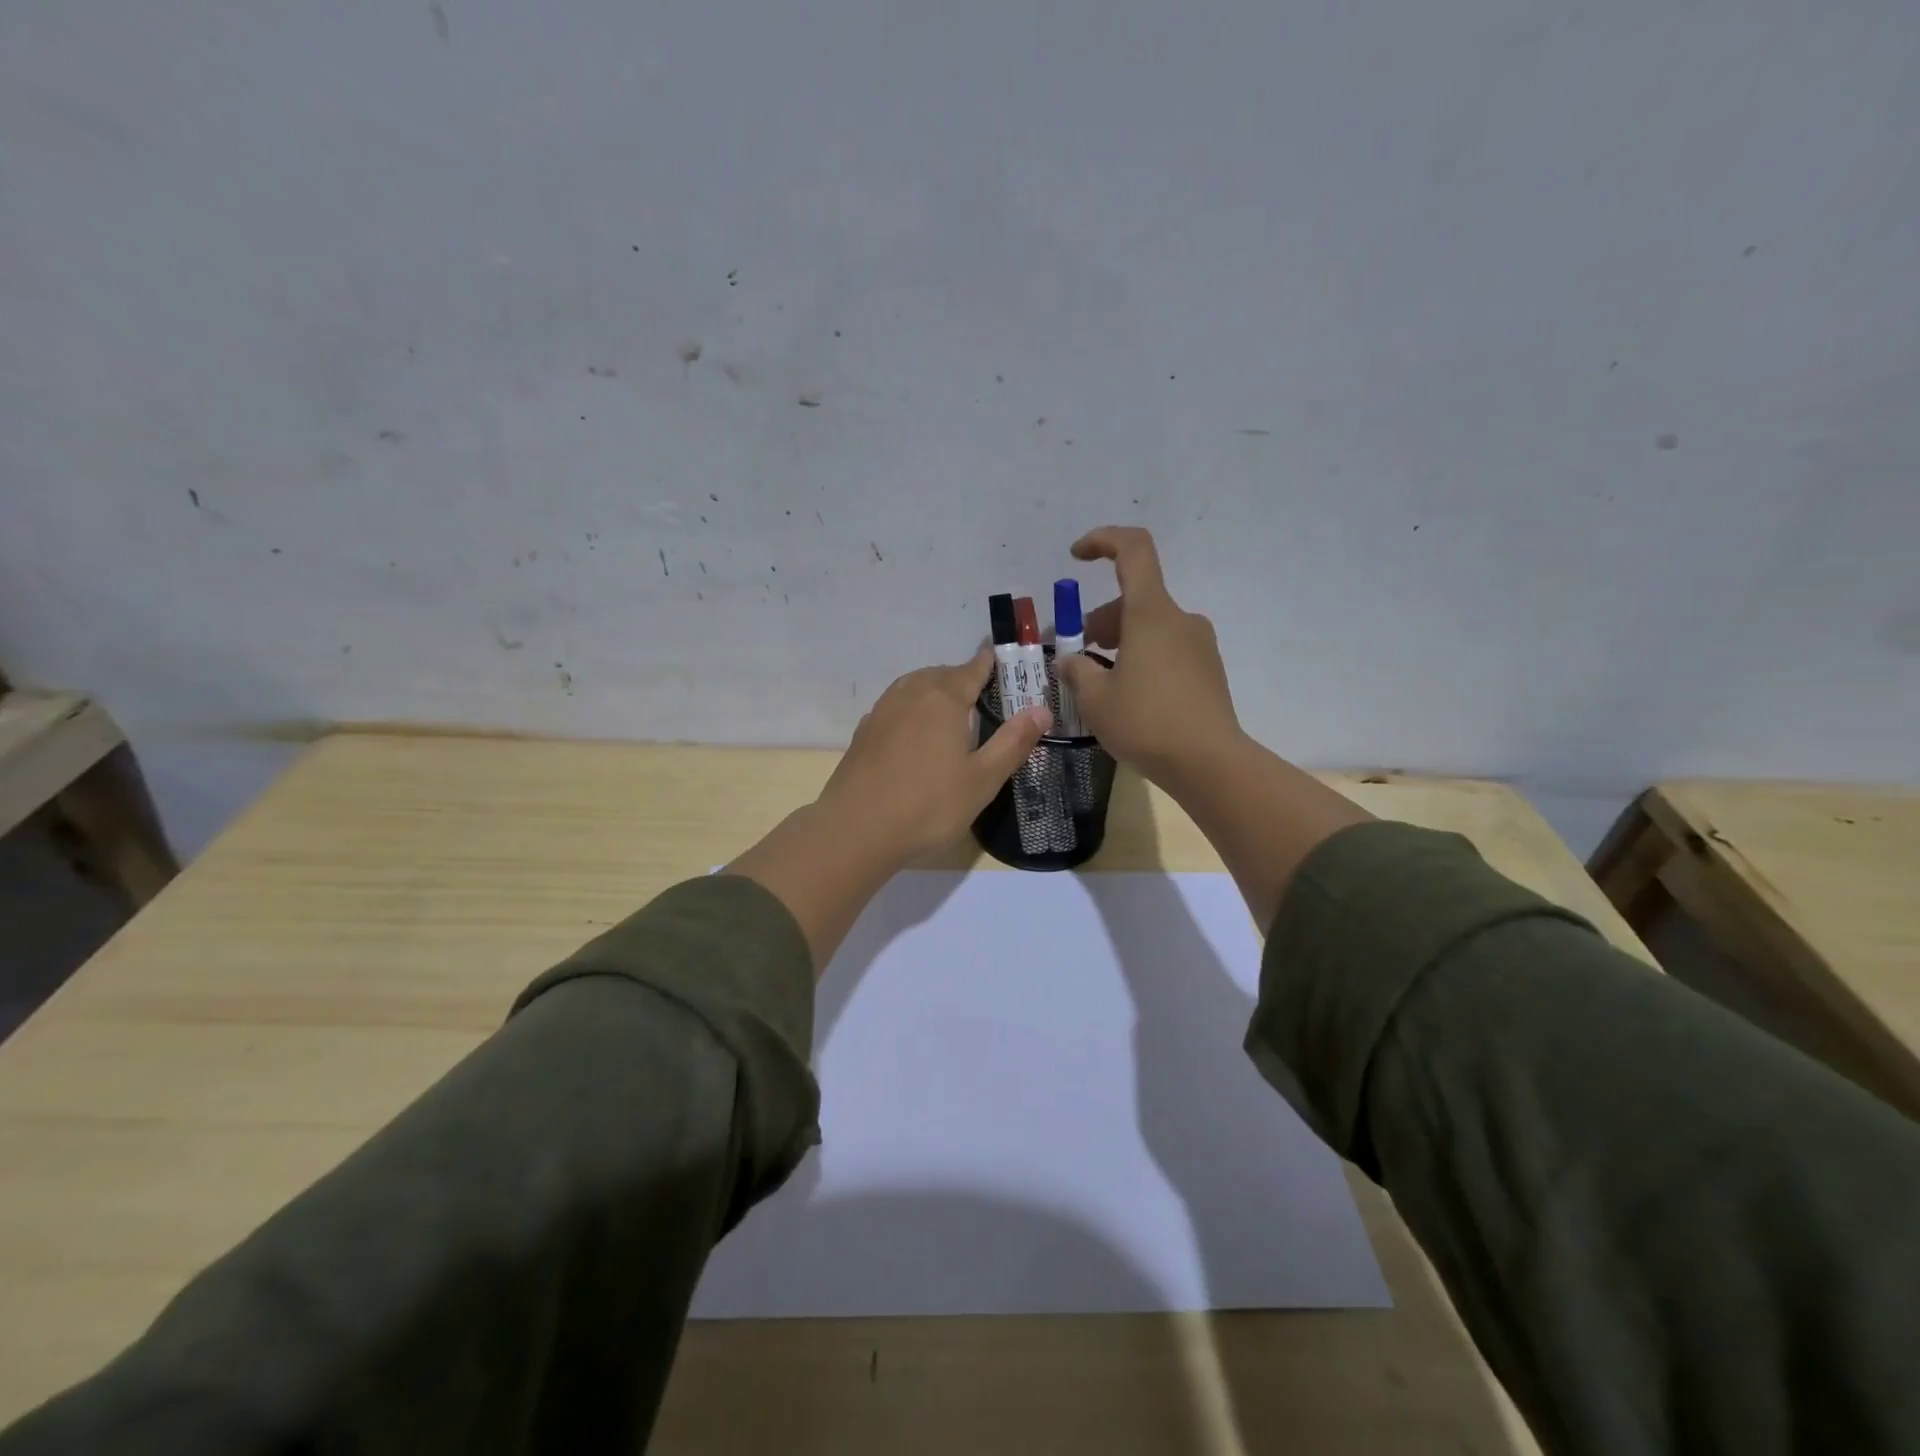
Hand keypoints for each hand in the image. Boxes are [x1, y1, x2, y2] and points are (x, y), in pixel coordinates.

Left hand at [818, 651, 1051, 865]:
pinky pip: (896, 706)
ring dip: (935, 690)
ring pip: (915, 686)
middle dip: (964, 678)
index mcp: (944, 698)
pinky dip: (912, 708)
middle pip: (943, 674)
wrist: (855, 829)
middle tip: (984, 696)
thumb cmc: (928, 805)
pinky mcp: (865, 731)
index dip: (991, 662)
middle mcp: (911, 693)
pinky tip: (916, 732)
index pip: (973, 668)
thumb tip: (1042, 710)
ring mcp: (883, 710)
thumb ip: (1013, 742)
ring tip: (951, 711)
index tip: (1004, 657)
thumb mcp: (982, 780)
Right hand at [1057, 526, 1242, 783]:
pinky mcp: (1208, 670)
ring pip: (1151, 626)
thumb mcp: (1095, 699)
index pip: (1133, 550)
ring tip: (1100, 681)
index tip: (1076, 557)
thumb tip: (1069, 660)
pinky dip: (1143, 657)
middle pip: (1135, 598)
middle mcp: (1180, 619)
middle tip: (1078, 654)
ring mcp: (1199, 645)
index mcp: (1151, 613)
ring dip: (1121, 641)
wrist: (1210, 763)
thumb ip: (1077, 671)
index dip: (1103, 541)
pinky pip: (1168, 649)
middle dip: (1101, 619)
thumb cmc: (1146, 723)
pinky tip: (1130, 696)